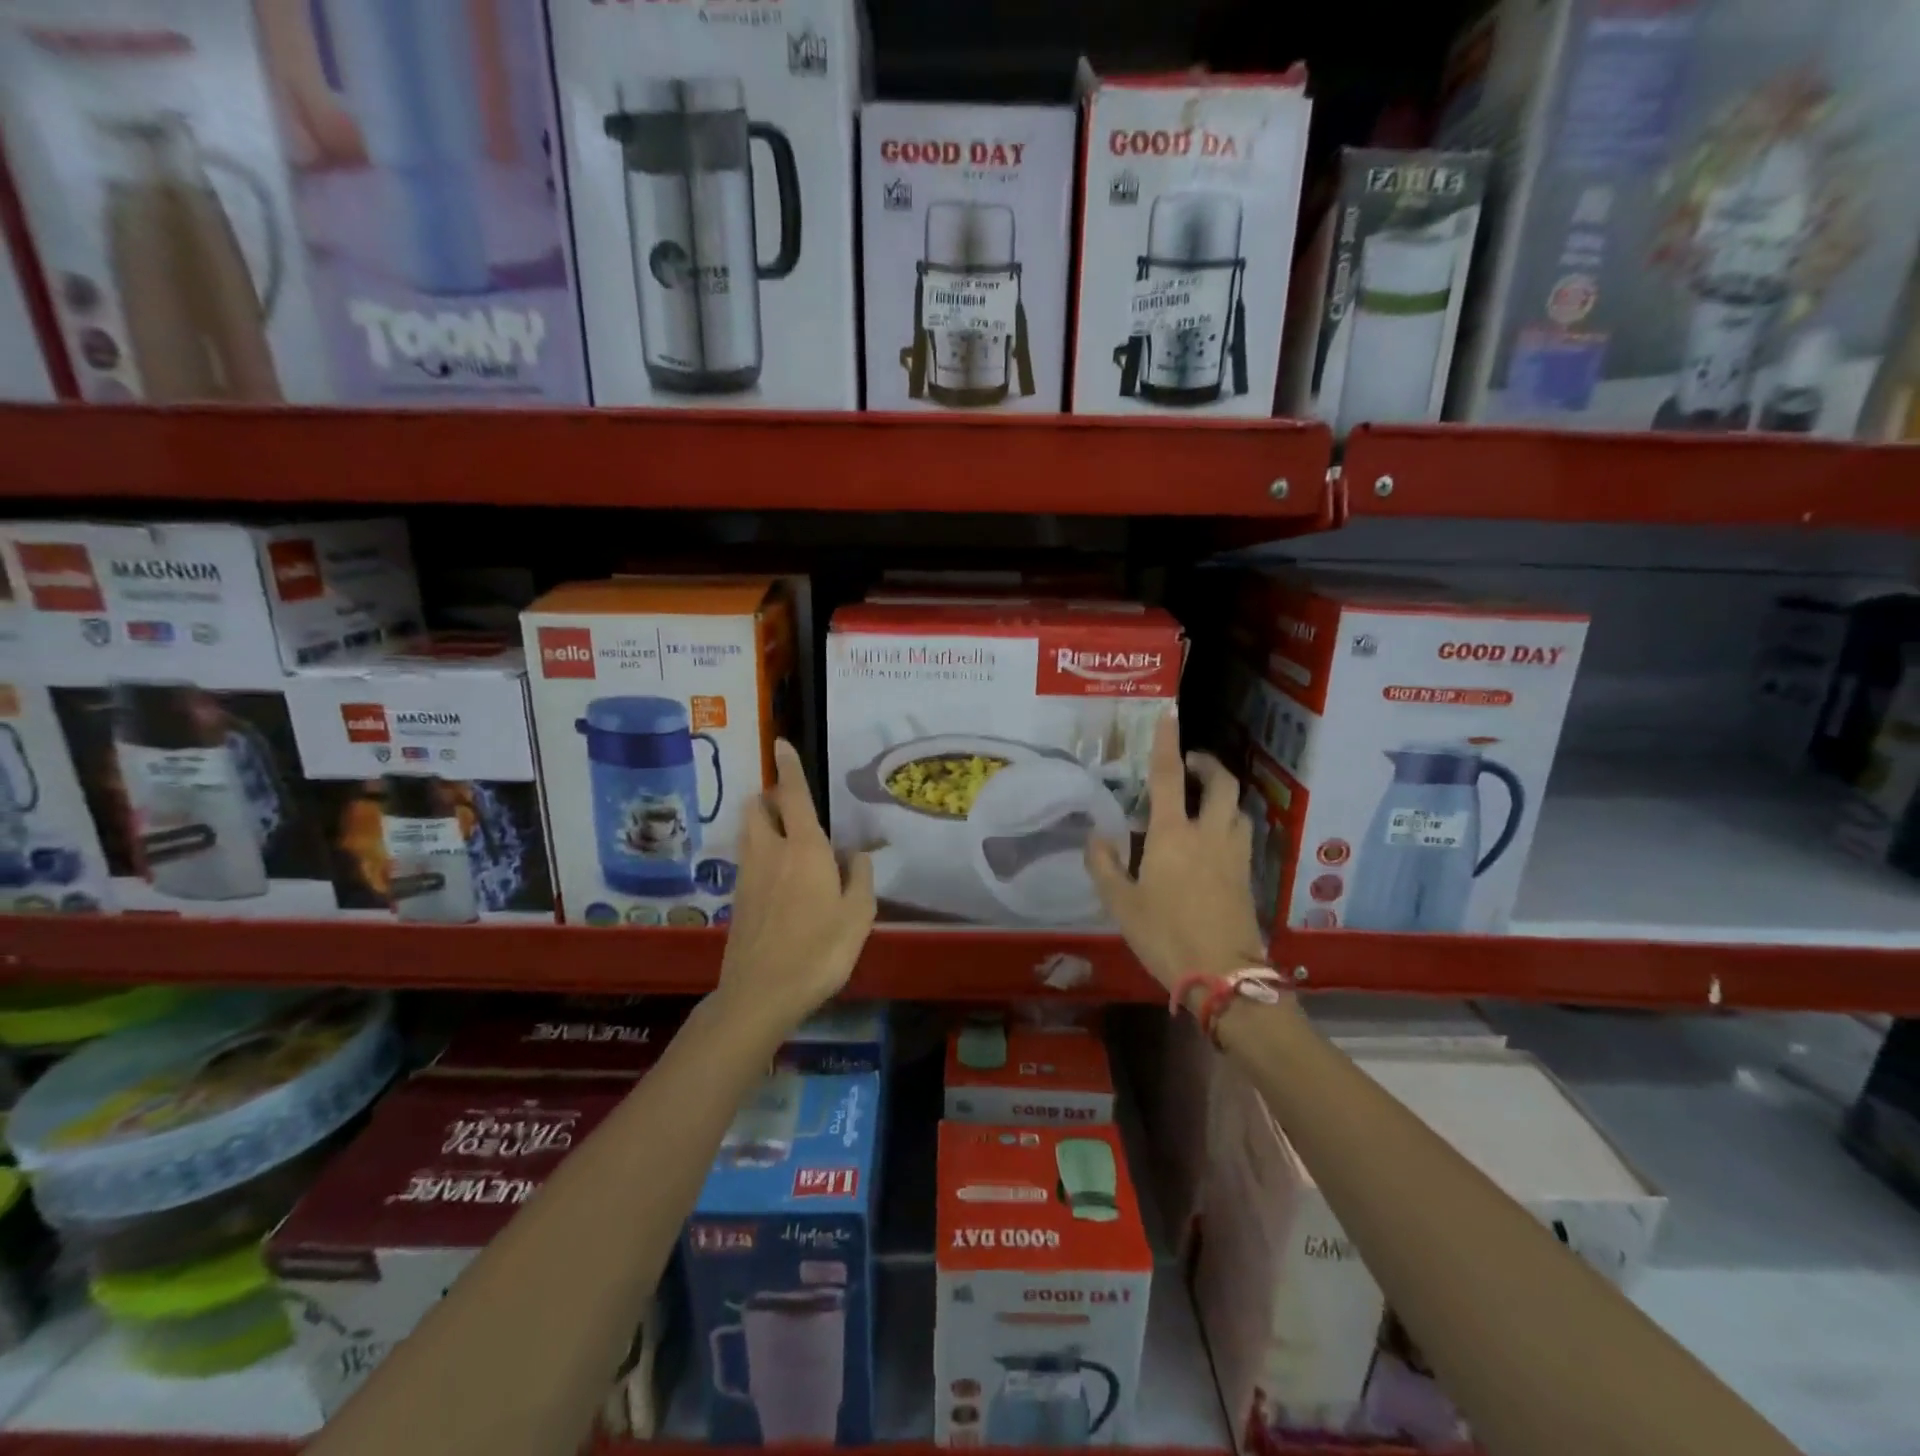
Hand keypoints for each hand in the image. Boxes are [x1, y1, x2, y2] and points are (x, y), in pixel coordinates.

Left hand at [717, 739, 876, 1034]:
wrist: (761, 994)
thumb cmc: (819, 951)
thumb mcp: (858, 915)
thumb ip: (860, 876)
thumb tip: (854, 854)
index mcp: (804, 849)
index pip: (793, 796)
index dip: (789, 767)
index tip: (781, 743)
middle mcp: (770, 852)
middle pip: (758, 807)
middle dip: (770, 797)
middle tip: (794, 809)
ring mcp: (748, 875)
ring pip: (749, 831)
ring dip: (763, 822)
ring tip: (790, 842)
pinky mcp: (738, 898)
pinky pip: (748, 858)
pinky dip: (761, 852)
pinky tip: (781, 880)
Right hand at [1085, 711, 1270, 997]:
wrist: (1224, 977)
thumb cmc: (1165, 935)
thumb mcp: (1121, 904)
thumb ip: (1105, 866)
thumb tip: (1097, 837)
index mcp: (1172, 835)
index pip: (1167, 777)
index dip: (1166, 743)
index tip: (1169, 713)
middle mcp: (1208, 835)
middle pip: (1220, 784)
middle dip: (1207, 765)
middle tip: (1189, 764)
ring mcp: (1233, 855)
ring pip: (1237, 808)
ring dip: (1222, 794)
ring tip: (1202, 801)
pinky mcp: (1247, 876)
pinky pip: (1240, 835)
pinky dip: (1228, 823)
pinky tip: (1213, 841)